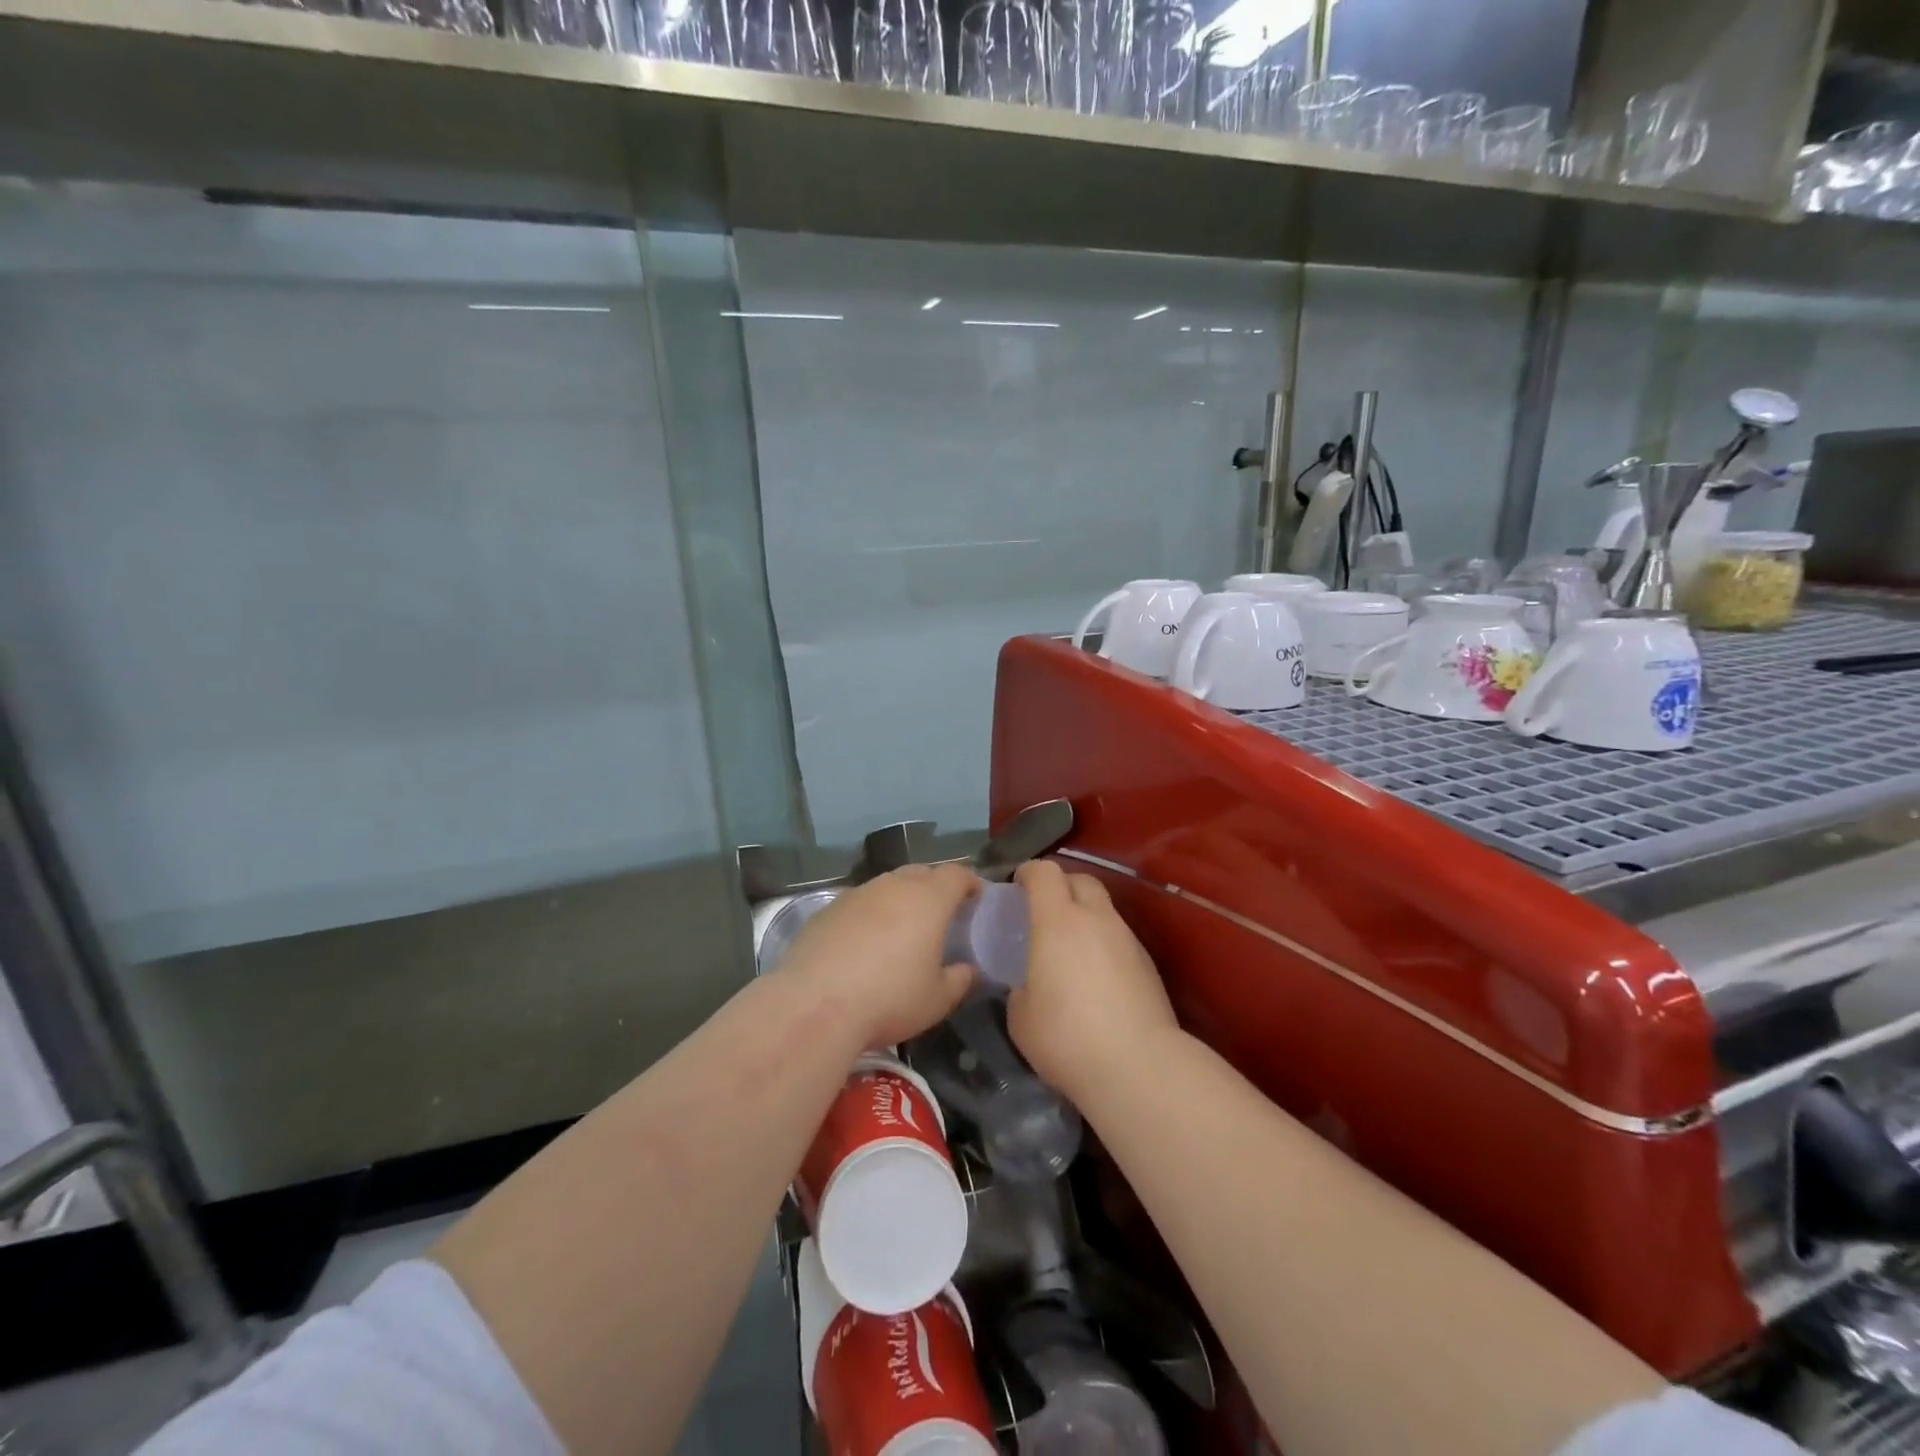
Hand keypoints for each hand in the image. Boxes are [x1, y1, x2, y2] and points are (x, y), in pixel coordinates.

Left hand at [779, 863, 978, 1050]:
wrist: (815, 1005)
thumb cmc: (889, 999)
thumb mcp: (937, 1000)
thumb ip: (959, 979)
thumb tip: (966, 969)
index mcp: (928, 899)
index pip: (956, 874)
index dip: (970, 882)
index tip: (977, 897)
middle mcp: (892, 886)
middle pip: (921, 873)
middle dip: (935, 886)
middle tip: (941, 914)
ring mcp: (856, 894)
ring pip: (887, 886)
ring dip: (899, 899)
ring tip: (901, 929)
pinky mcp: (827, 910)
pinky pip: (858, 904)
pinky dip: (869, 915)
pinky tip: (864, 944)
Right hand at [1006, 860, 1177, 1104]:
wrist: (1139, 1067)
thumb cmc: (1067, 1037)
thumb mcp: (1021, 1016)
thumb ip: (1020, 985)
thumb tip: (1029, 983)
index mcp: (1057, 921)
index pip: (1044, 872)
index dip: (1028, 873)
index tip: (1016, 887)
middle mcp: (1096, 919)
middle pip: (1080, 879)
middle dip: (1060, 886)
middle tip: (1044, 912)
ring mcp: (1127, 939)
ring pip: (1104, 909)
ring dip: (1085, 916)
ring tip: (1071, 949)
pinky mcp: (1148, 963)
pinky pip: (1119, 937)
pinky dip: (1103, 943)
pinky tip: (1096, 977)